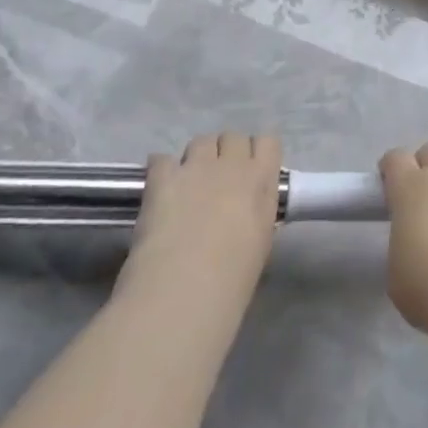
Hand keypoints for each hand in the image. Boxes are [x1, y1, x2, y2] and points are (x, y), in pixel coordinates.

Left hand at [116, 133, 280, 307]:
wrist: (185, 290)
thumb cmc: (233, 277)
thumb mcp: (262, 239)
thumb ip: (258, 209)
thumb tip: (246, 205)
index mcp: (261, 179)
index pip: (268, 142)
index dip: (258, 154)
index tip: (251, 171)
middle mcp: (232, 164)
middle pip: (232, 137)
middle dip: (226, 152)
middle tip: (218, 180)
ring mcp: (196, 167)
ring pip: (200, 141)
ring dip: (197, 157)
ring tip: (188, 184)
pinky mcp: (163, 177)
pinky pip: (162, 159)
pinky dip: (162, 170)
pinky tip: (160, 191)